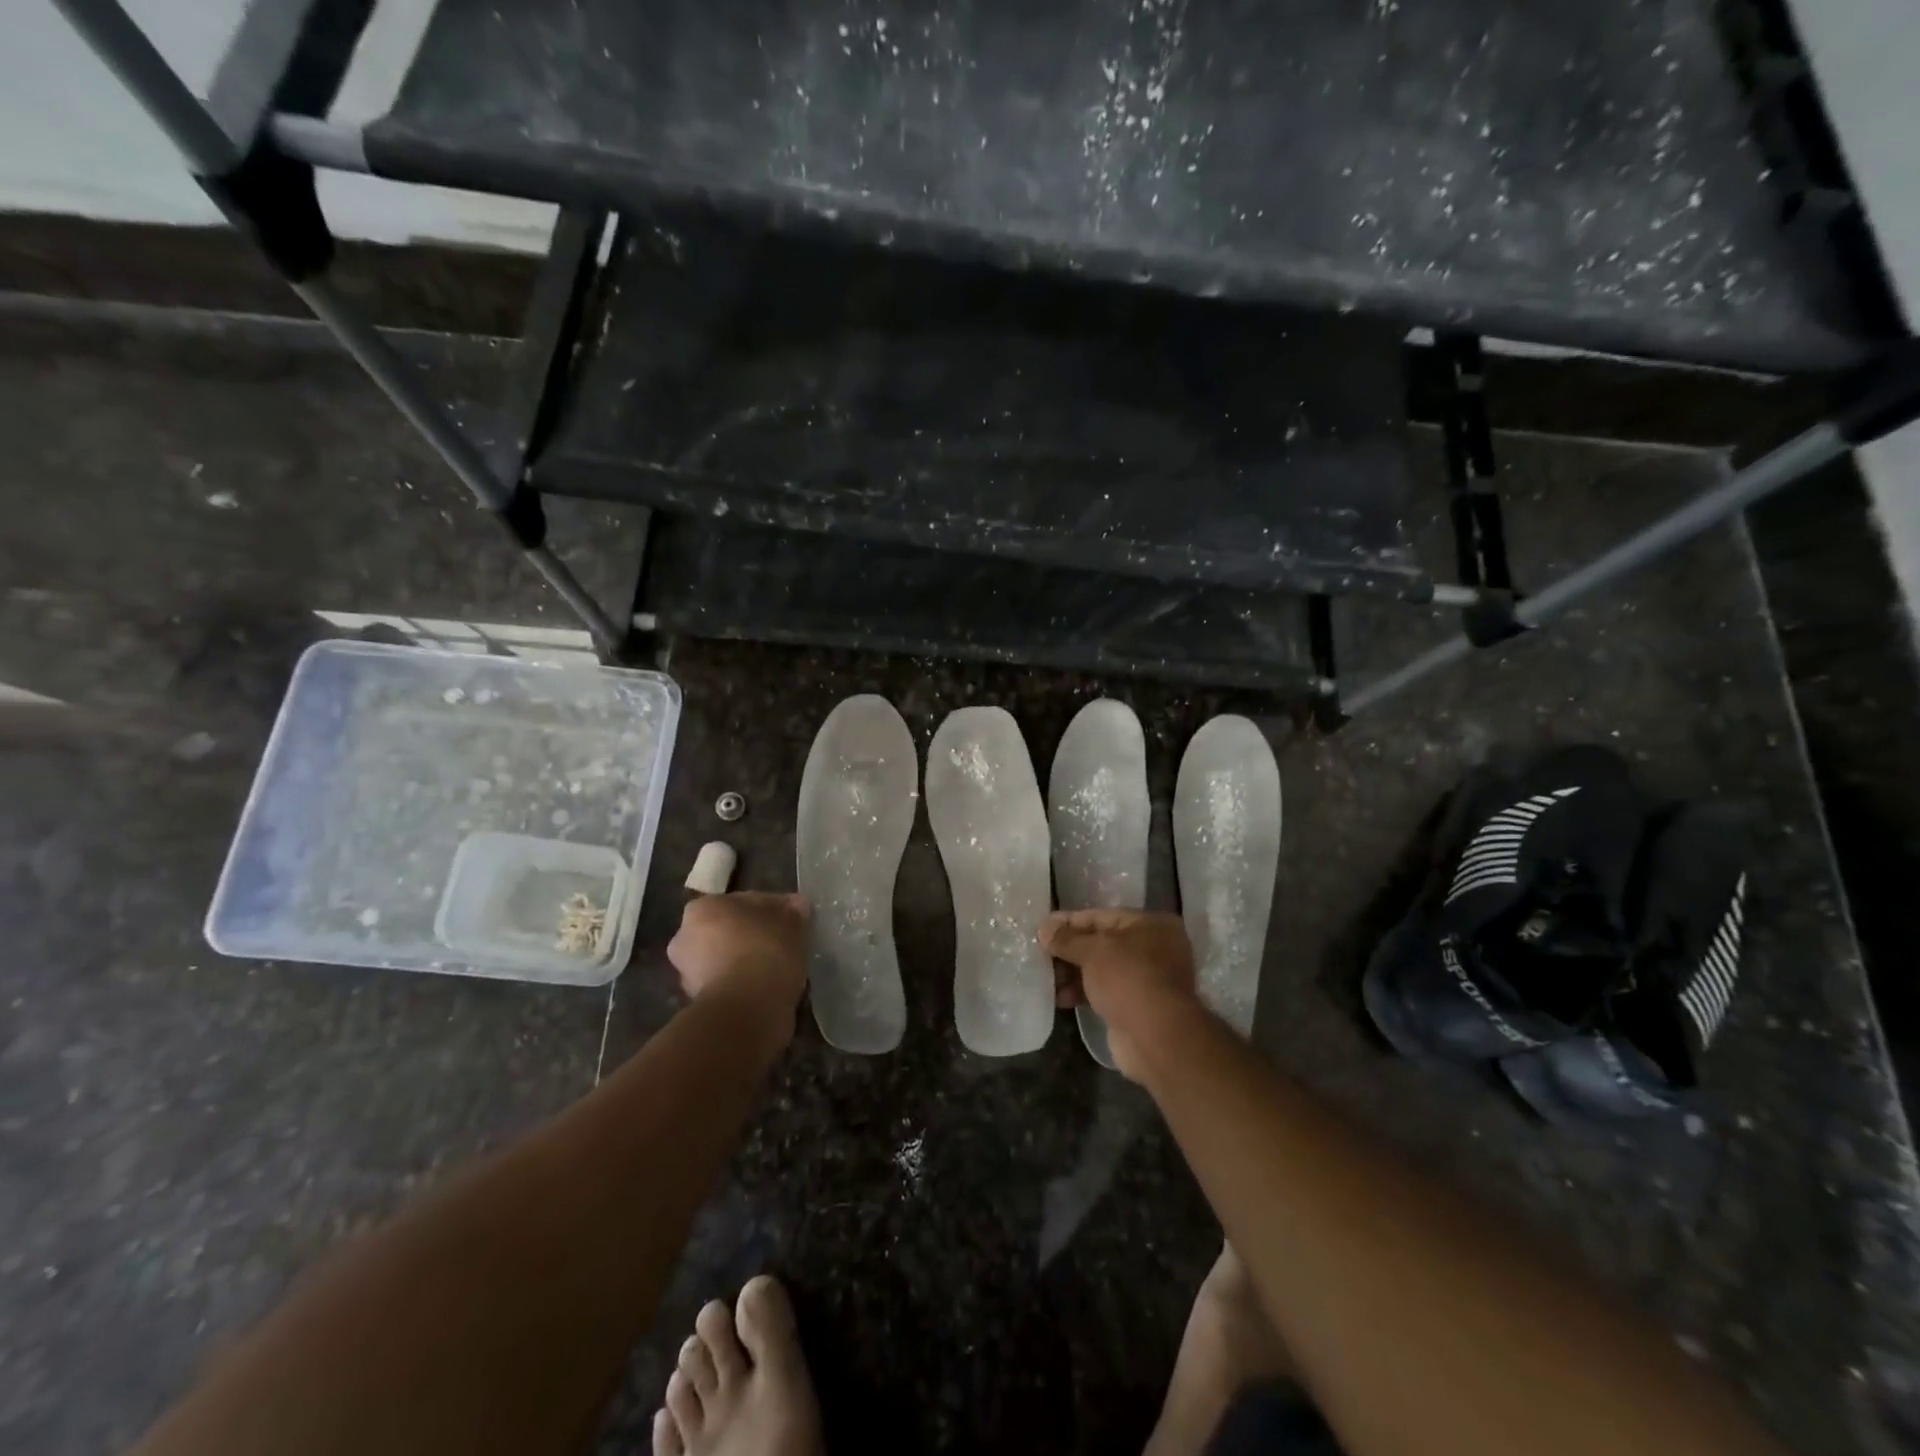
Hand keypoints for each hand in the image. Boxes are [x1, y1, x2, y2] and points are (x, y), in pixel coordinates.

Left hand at [668, 893, 810, 1050]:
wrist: (746, 1010)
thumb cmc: (765, 951)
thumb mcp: (792, 921)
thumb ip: (794, 910)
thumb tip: (798, 907)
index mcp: (703, 908)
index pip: (746, 901)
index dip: (775, 908)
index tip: (795, 919)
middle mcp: (685, 937)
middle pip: (730, 930)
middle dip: (754, 935)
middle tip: (785, 942)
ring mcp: (688, 974)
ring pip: (728, 958)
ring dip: (748, 961)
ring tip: (780, 968)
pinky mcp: (699, 1003)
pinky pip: (730, 984)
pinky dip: (745, 985)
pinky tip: (769, 988)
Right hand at [1040, 909, 1202, 1079]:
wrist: (1155, 1038)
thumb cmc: (1127, 979)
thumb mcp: (1093, 951)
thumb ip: (1067, 938)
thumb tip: (1044, 928)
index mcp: (1150, 925)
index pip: (1101, 916)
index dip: (1069, 922)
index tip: (1042, 928)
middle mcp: (1154, 948)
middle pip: (1101, 943)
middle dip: (1069, 951)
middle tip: (1039, 955)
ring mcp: (1147, 979)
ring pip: (1101, 969)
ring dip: (1072, 973)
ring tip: (1045, 979)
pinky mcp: (1137, 1006)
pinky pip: (1104, 991)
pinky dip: (1083, 992)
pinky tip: (1059, 998)